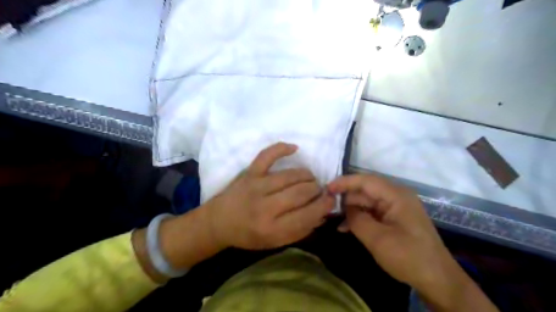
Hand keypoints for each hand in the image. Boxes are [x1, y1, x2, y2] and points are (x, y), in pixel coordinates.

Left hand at [205, 142, 331, 249]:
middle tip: (319, 190)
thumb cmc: (248, 235)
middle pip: (302, 192)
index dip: (324, 205)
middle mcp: (265, 207)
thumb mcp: (275, 242)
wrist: (218, 222)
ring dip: (307, 175)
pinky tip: (295, 148)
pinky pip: (267, 155)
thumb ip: (300, 230)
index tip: (330, 199)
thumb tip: (322, 213)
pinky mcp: (249, 173)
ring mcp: (257, 186)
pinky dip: (281, 148)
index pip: (308, 214)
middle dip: (317, 190)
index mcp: (273, 229)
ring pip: (291, 175)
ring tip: (310, 179)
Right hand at [327, 176, 452, 289]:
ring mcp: (396, 207)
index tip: (327, 189)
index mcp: (396, 195)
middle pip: (365, 190)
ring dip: (351, 210)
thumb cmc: (409, 257)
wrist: (437, 279)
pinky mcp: (394, 218)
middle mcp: (396, 196)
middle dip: (346, 198)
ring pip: (367, 201)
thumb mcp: (377, 239)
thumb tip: (346, 208)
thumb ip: (357, 219)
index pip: (366, 180)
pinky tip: (347, 228)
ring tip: (335, 220)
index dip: (345, 182)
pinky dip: (360, 218)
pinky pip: (372, 212)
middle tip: (328, 207)